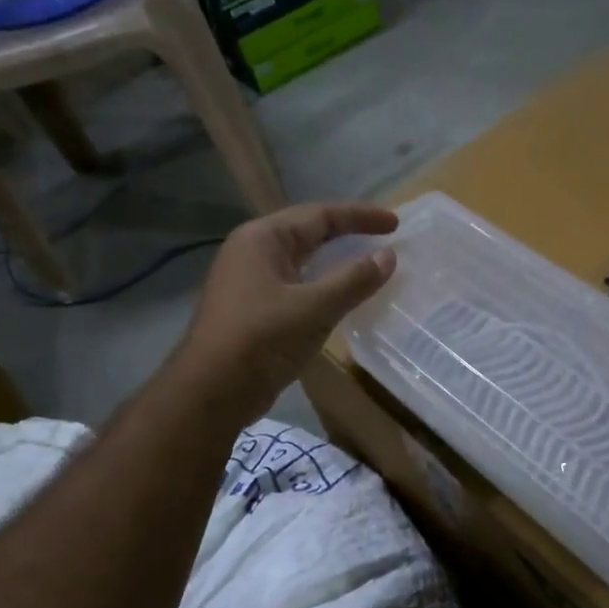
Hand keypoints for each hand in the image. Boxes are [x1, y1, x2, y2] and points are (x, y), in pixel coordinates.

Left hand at [175, 202, 397, 422]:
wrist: (212, 392)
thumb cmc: (261, 339)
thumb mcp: (314, 307)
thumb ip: (353, 279)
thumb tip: (389, 256)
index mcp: (262, 239)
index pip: (319, 215)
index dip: (360, 216)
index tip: (395, 224)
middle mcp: (253, 252)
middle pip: (309, 233)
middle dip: (348, 234)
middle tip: (386, 240)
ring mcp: (251, 282)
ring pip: (303, 261)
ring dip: (336, 262)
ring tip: (369, 265)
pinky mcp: (255, 309)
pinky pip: (298, 286)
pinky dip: (324, 286)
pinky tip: (343, 298)